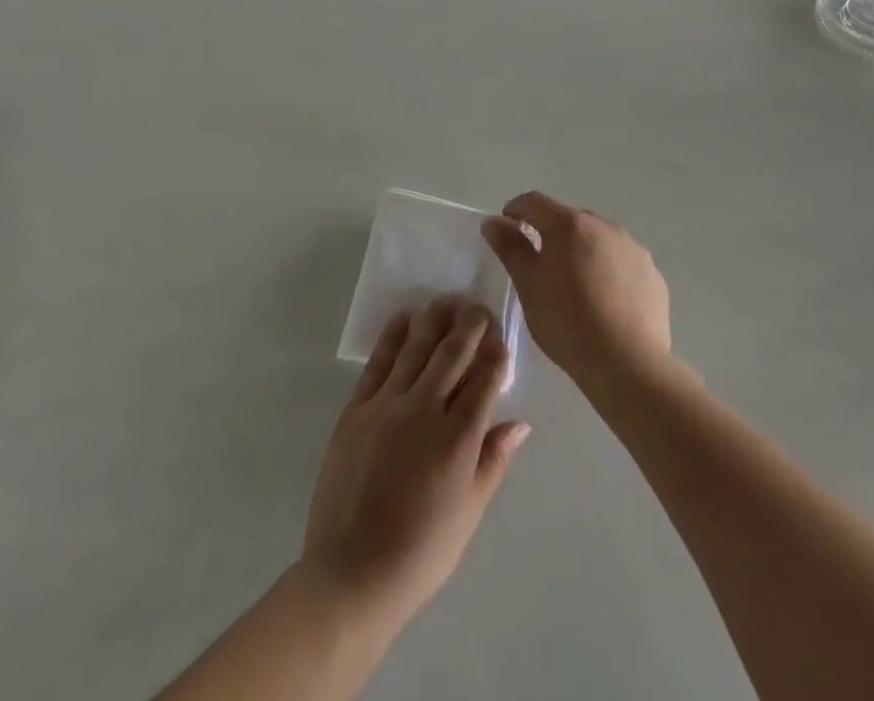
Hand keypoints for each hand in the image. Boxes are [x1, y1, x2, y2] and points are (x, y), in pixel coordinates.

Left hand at [299, 297, 530, 633]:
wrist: (353, 573)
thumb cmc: (421, 552)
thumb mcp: (469, 513)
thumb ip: (493, 461)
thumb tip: (521, 424)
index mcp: (458, 439)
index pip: (484, 381)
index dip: (496, 356)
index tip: (501, 339)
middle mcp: (425, 411)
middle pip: (453, 354)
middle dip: (470, 326)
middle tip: (478, 307)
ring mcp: (387, 406)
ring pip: (417, 348)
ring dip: (435, 320)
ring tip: (447, 299)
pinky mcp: (357, 409)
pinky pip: (378, 362)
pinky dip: (393, 335)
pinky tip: (404, 317)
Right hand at [482, 191, 670, 392]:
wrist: (628, 364)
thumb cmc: (568, 322)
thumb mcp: (529, 286)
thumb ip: (510, 248)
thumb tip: (493, 222)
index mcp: (569, 225)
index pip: (534, 202)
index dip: (515, 209)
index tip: (506, 228)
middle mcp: (604, 226)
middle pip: (569, 219)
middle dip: (551, 233)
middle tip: (540, 266)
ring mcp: (632, 248)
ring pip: (598, 239)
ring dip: (582, 250)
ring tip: (575, 286)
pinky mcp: (652, 273)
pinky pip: (621, 261)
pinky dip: (608, 270)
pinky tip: (605, 301)